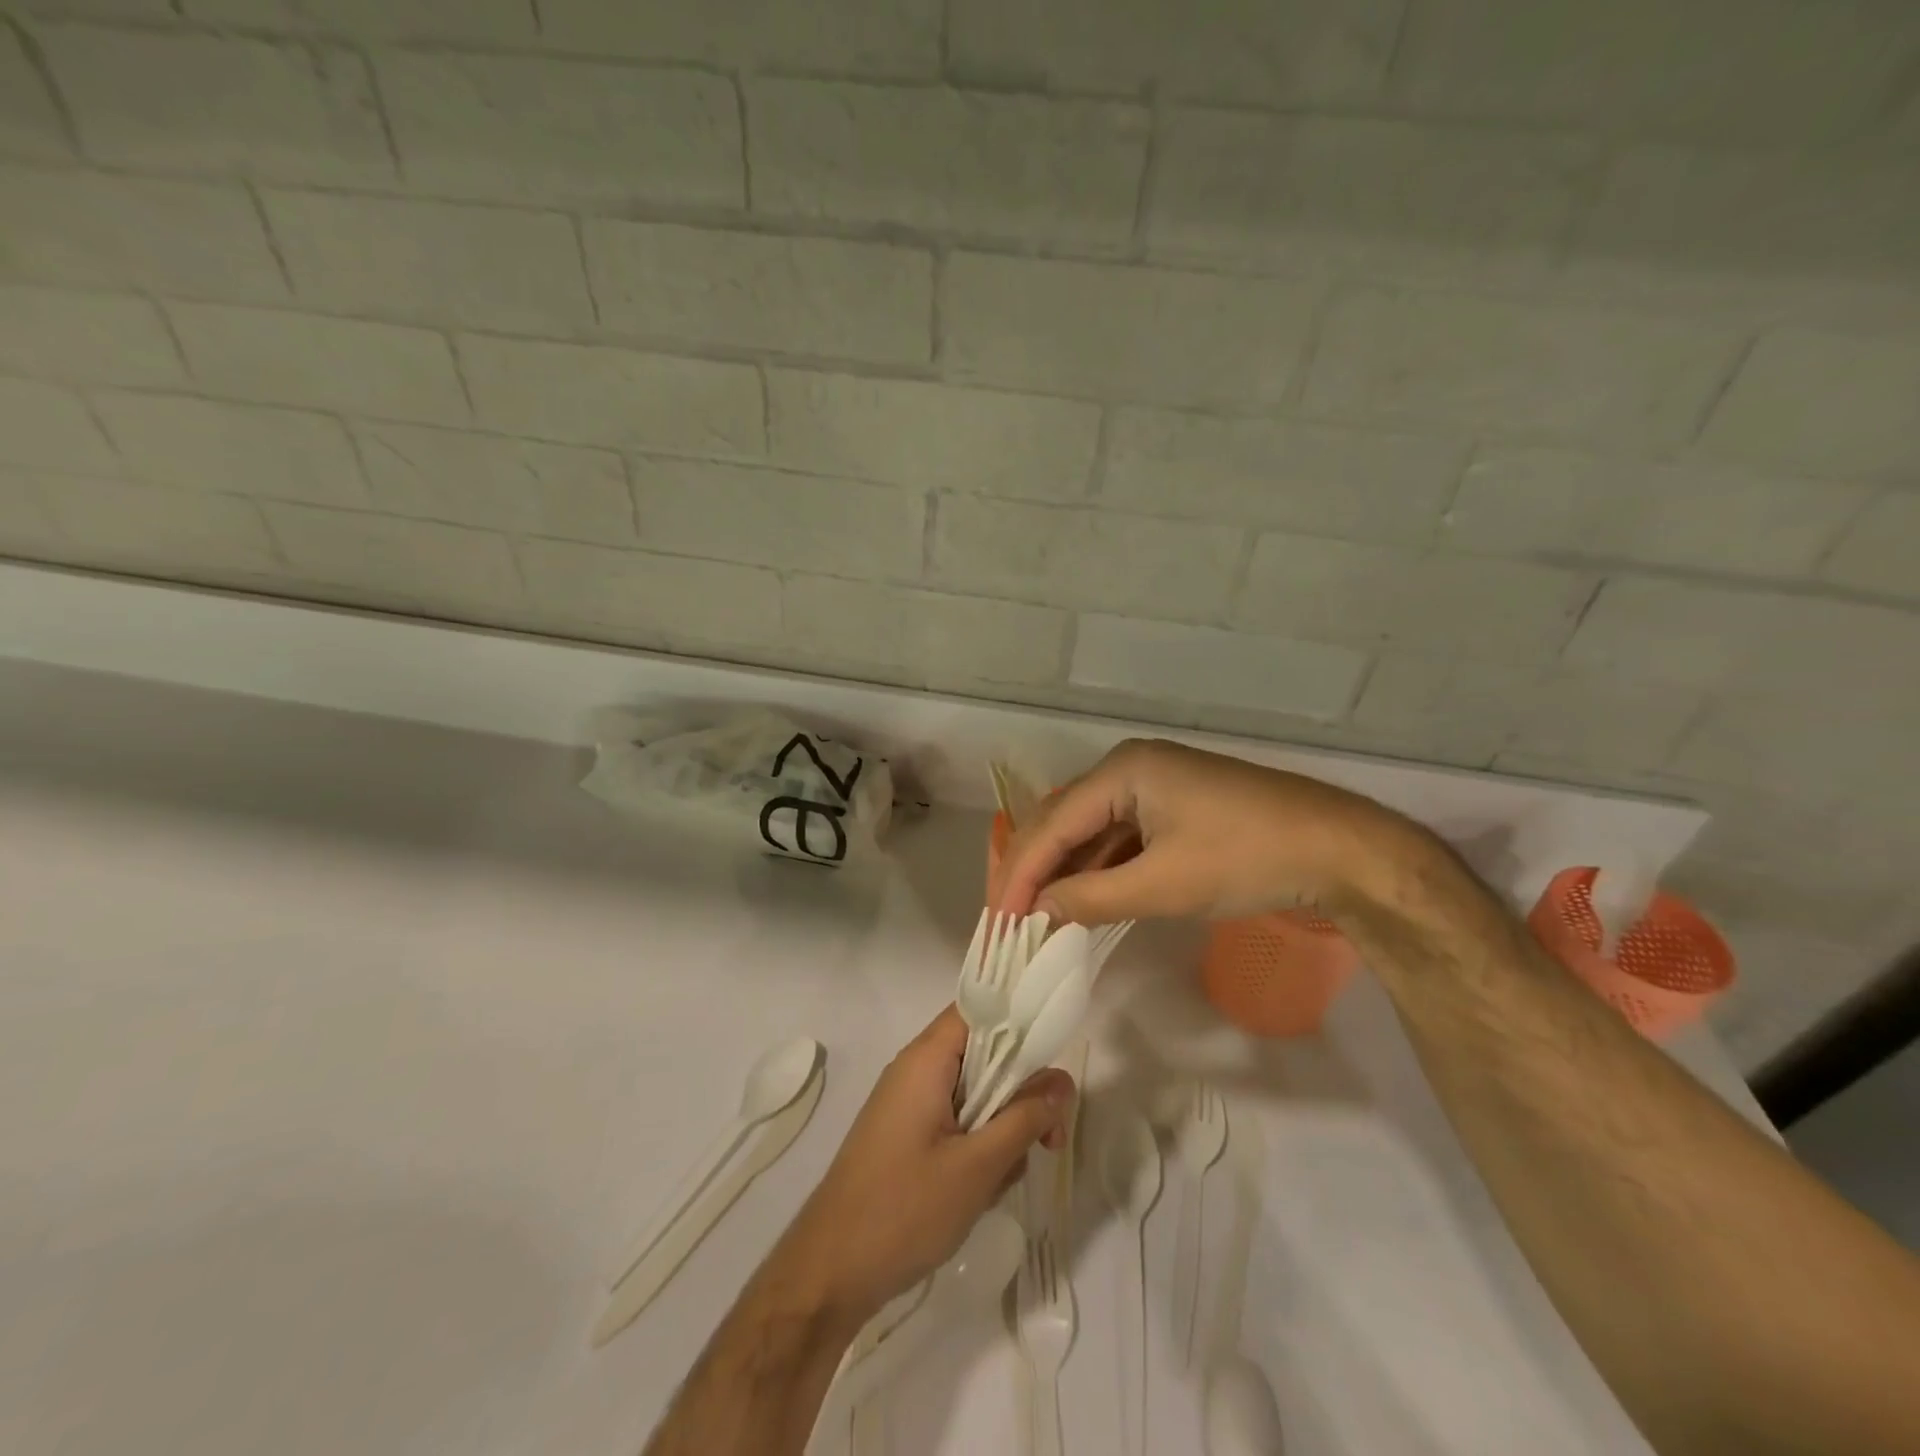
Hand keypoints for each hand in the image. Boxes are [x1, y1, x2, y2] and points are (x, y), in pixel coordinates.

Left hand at [774, 1007, 1073, 1325]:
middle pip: (983, 1055)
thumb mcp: (978, 1166)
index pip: (980, 1009)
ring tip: (1005, 1177)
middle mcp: (916, 1069)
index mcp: (926, 1058)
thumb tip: (1064, 1081)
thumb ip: (1025, 1118)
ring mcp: (909, 1104)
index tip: (1055, 1059)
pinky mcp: (907, 1136)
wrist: (829, 1272)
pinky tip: (980, 1190)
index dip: (1021, 1022)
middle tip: (1048, 1140)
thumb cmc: (903, 1209)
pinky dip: (976, 1146)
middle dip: (1020, 1093)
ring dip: (999, 1127)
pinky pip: (955, 1121)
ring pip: (974, 1094)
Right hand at [991, 738, 1418, 924]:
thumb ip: (1091, 897)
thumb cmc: (1246, 858)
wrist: (1338, 850)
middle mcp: (1128, 769)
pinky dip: (1098, 868)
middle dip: (1034, 870)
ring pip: (1090, 830)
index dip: (1020, 874)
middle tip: (1008, 919)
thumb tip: (1036, 912)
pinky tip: (1082, 898)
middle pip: (1063, 820)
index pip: (1051, 824)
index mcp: (1122, 771)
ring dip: (1065, 872)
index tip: (998, 922)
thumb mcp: (1163, 884)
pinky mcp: (1171, 806)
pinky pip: (1119, 836)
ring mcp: (1152, 785)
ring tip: (1036, 915)